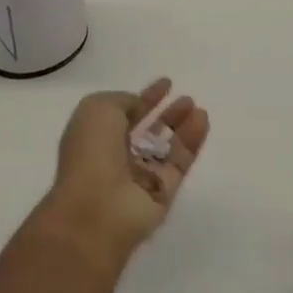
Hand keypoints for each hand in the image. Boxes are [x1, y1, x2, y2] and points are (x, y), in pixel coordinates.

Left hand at [40, 78, 208, 268]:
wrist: (96, 209)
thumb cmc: (91, 153)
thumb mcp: (98, 109)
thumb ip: (123, 101)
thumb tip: (139, 106)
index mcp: (96, 138)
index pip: (125, 113)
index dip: (145, 97)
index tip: (166, 83)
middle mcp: (118, 158)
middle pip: (148, 132)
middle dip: (166, 114)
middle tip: (186, 98)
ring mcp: (141, 177)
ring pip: (166, 147)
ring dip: (182, 125)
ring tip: (197, 107)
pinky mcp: (163, 192)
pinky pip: (180, 161)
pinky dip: (192, 141)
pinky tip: (202, 120)